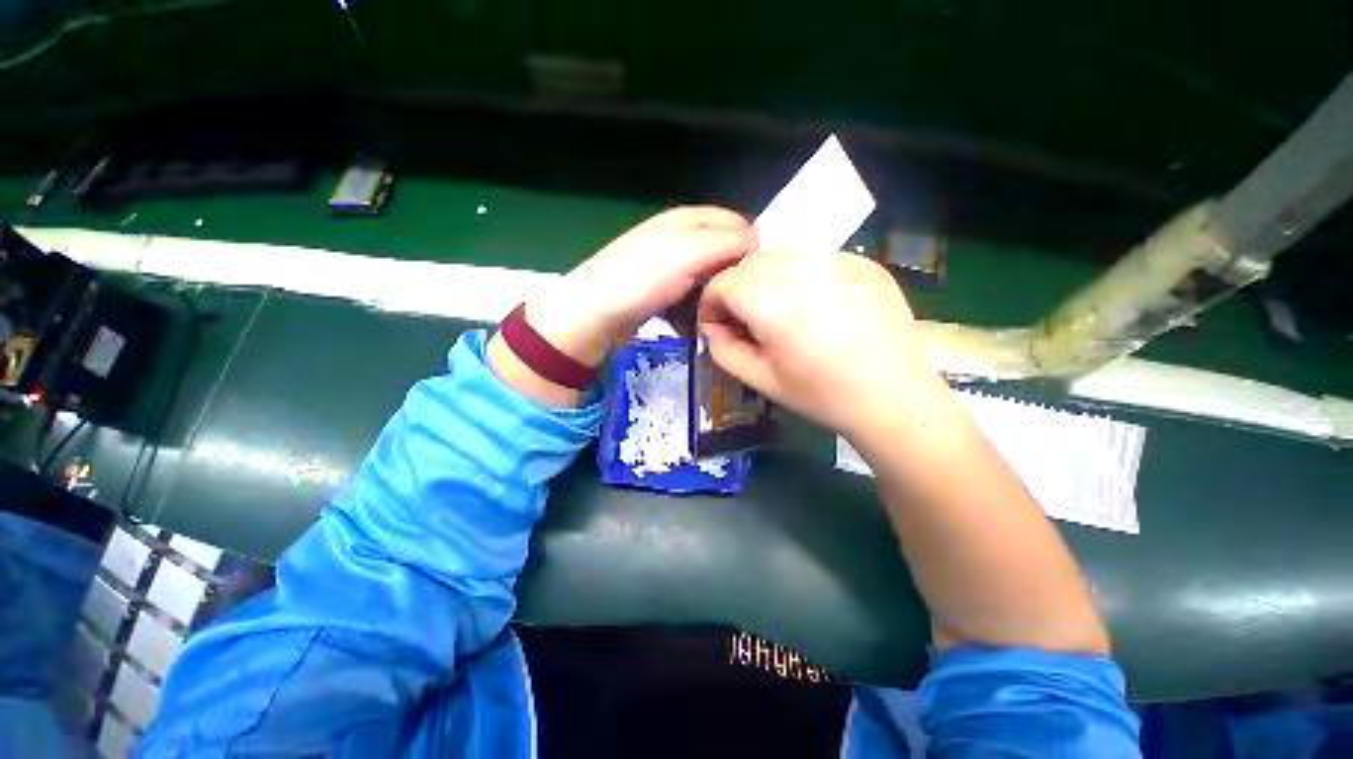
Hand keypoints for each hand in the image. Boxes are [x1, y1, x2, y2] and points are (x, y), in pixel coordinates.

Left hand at [525, 206, 756, 365]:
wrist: (596, 313)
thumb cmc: (644, 278)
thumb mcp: (691, 252)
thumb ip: (729, 242)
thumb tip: (759, 241)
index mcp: (686, 219)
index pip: (735, 222)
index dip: (752, 245)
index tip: (761, 275)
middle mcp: (678, 237)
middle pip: (721, 252)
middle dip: (733, 274)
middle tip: (744, 299)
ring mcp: (668, 266)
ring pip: (707, 277)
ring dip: (715, 294)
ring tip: (722, 313)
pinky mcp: (661, 292)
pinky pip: (690, 296)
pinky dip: (697, 307)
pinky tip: (699, 321)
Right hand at [698, 250, 948, 439]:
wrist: (896, 399)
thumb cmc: (823, 397)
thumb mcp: (761, 380)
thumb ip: (724, 349)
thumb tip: (714, 325)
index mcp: (776, 306)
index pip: (724, 281)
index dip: (711, 300)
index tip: (716, 322)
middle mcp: (806, 271)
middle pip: (750, 261)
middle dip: (737, 286)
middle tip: (746, 318)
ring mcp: (840, 261)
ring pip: (782, 253)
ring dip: (767, 277)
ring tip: (780, 310)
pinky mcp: (864, 263)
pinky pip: (815, 257)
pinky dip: (801, 275)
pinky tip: (815, 304)